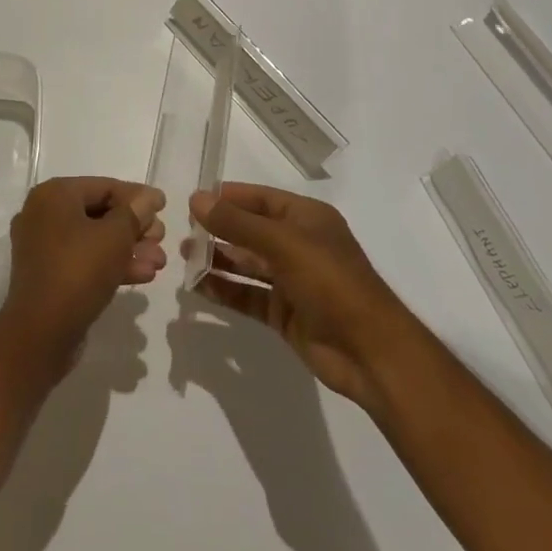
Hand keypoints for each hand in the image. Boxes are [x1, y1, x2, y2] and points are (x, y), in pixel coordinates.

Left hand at [0, 177, 166, 371]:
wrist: (41, 334)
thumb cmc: (78, 272)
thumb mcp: (115, 237)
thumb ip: (135, 212)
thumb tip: (149, 197)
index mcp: (54, 195)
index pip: (104, 186)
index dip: (137, 196)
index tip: (164, 207)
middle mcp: (44, 214)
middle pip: (100, 212)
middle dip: (135, 227)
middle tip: (161, 239)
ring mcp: (43, 246)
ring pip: (94, 239)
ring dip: (128, 248)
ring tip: (159, 262)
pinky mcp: (49, 274)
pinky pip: (84, 260)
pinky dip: (111, 264)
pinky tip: (143, 275)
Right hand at [188, 183, 405, 408]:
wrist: (370, 352)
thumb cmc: (330, 282)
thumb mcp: (283, 244)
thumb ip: (237, 223)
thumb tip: (196, 199)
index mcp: (306, 218)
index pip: (260, 199)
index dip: (228, 198)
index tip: (192, 200)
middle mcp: (298, 244)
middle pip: (251, 231)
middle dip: (218, 229)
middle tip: (181, 231)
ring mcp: (291, 280)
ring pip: (246, 263)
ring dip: (217, 259)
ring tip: (183, 256)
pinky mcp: (284, 313)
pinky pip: (247, 295)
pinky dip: (224, 290)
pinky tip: (197, 287)